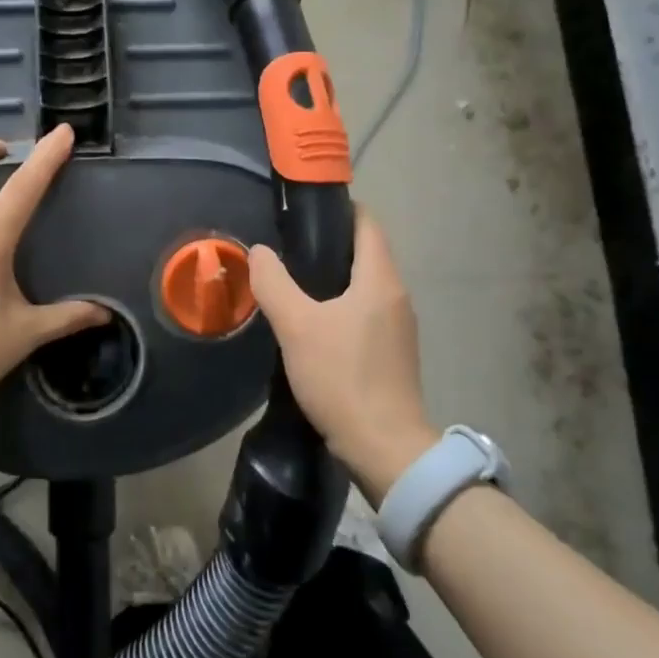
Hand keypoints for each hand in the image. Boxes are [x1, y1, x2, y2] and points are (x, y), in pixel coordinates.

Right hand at [249, 208, 437, 502]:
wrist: (384, 448)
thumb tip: (260, 252)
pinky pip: (366, 313)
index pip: (367, 223)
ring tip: (293, 284)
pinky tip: (312, 325)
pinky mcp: (393, 354)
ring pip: (365, 286)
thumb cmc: (342, 377)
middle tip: (287, 249)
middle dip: (329, 245)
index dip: (339, 209)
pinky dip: (341, 307)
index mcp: (381, 280)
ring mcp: (399, 327)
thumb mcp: (297, 326)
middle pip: (366, 253)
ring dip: (334, 279)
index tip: (303, 212)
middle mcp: (397, 296)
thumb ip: (274, 283)